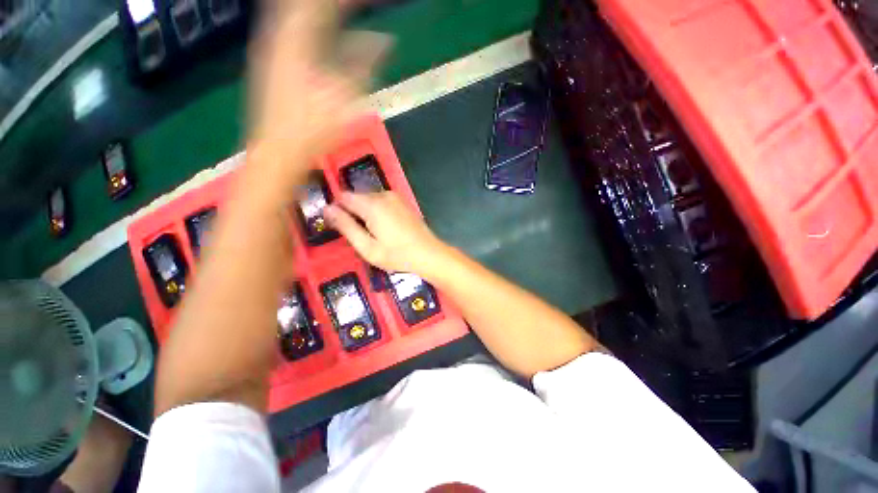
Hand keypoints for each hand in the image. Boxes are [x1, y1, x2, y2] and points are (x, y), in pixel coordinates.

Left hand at [246, 0, 390, 194]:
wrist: (277, 152)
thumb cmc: (313, 130)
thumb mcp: (345, 99)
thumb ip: (364, 63)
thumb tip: (385, 41)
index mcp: (300, 41)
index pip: (324, 3)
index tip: (369, 0)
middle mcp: (280, 35)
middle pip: (304, 4)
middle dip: (332, 3)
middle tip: (356, 5)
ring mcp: (272, 46)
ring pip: (292, 11)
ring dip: (317, 9)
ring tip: (341, 10)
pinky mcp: (271, 59)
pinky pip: (288, 24)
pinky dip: (306, 19)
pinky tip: (316, 22)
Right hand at [324, 192, 449, 275]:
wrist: (429, 254)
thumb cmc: (397, 255)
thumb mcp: (367, 247)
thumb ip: (346, 226)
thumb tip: (327, 209)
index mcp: (372, 205)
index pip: (343, 197)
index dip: (338, 210)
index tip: (341, 228)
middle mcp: (383, 195)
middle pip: (357, 197)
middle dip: (353, 213)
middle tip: (361, 236)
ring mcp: (395, 197)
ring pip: (370, 200)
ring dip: (366, 213)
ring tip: (375, 234)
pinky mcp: (403, 202)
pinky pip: (382, 202)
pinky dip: (378, 212)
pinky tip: (386, 229)